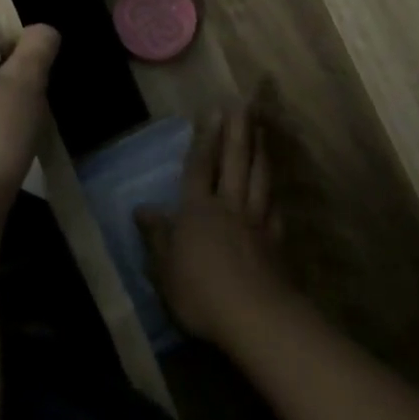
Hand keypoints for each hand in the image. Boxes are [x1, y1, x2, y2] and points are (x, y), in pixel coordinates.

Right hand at [135, 109, 293, 346]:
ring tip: (263, 130)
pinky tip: (276, 188)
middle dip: (239, 130)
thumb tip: (142, 208)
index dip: (206, 138)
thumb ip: (156, 236)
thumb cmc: (199, 292)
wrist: (254, 315)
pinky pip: (275, 206)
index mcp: (198, 210)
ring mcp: (256, 221)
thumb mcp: (164, 269)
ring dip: (261, 150)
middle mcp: (229, 206)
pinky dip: (274, 192)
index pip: (200, 167)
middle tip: (245, 104)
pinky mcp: (276, 240)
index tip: (214, 111)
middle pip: (235, 161)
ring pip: (259, 177)